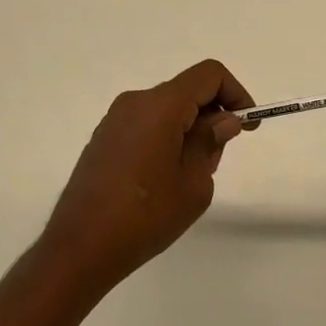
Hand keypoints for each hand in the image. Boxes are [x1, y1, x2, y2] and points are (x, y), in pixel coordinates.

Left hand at [40, 59, 252, 289]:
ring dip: (189, 128)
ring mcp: (115, 119)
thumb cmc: (144, 216)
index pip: (208, 75)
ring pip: (167, 109)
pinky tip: (163, 179)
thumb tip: (222, 121)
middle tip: (217, 158)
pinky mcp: (104, 139)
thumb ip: (211, 142)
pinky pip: (146, 124)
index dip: (235, 93)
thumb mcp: (194, 183)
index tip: (246, 126)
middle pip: (187, 91)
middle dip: (212, 116)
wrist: (79, 249)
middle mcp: (136, 102)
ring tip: (190, 175)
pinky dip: (166, 136)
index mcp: (160, 106)